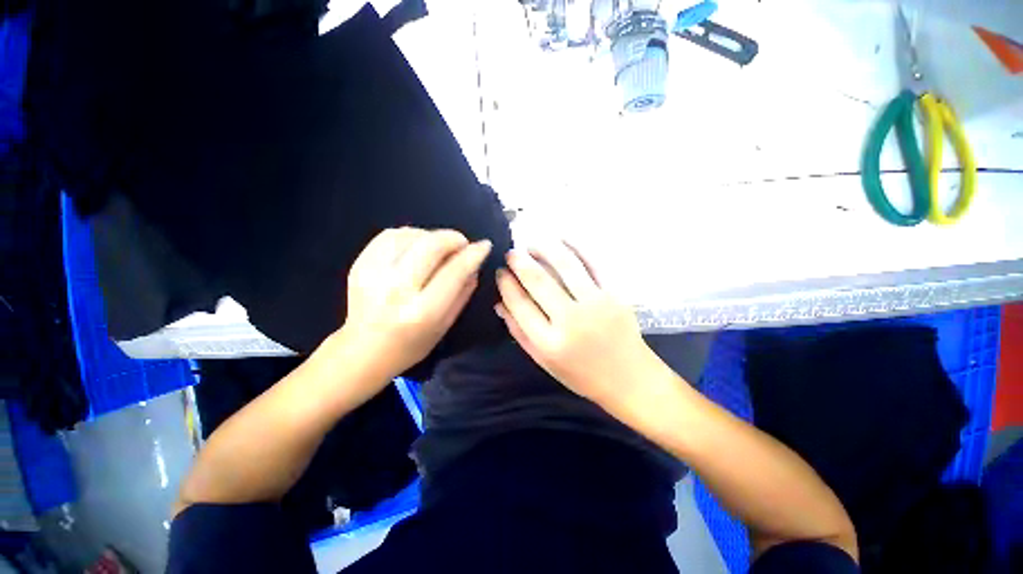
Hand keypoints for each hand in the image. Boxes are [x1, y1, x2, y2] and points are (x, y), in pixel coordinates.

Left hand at [341, 227, 491, 378]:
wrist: (363, 351)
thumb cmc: (411, 344)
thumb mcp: (446, 325)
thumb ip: (463, 292)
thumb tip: (474, 263)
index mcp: (422, 311)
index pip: (454, 271)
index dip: (473, 254)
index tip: (484, 245)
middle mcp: (396, 289)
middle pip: (430, 245)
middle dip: (453, 238)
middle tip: (461, 244)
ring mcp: (373, 274)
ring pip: (410, 235)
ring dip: (431, 236)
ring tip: (438, 248)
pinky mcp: (359, 264)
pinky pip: (389, 235)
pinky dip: (409, 235)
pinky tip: (416, 246)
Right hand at [495, 242, 657, 407]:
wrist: (629, 378)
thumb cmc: (582, 374)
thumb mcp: (544, 361)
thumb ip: (519, 332)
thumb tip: (499, 303)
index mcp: (549, 342)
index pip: (519, 304)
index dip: (506, 284)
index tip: (500, 272)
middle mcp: (571, 320)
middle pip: (539, 281)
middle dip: (520, 262)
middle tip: (511, 254)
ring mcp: (596, 303)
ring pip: (565, 265)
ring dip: (544, 249)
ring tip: (532, 244)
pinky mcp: (615, 294)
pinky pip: (594, 263)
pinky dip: (576, 246)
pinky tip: (562, 239)